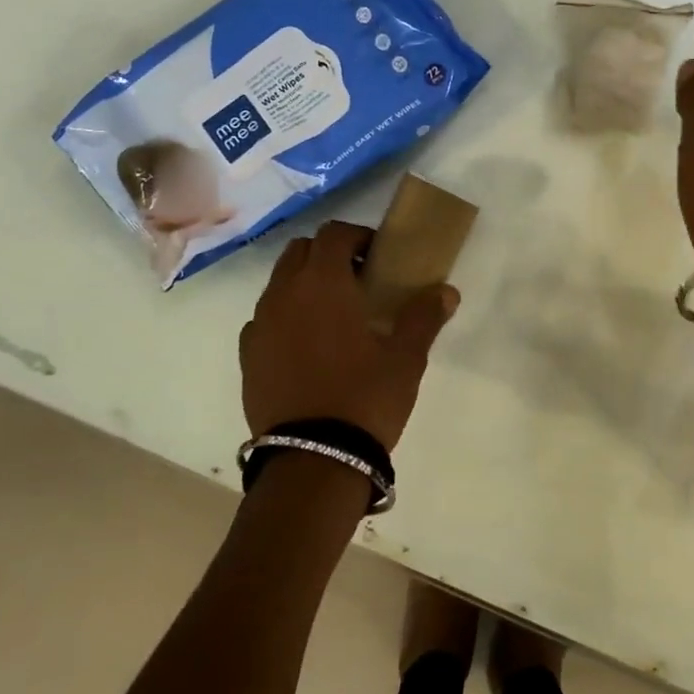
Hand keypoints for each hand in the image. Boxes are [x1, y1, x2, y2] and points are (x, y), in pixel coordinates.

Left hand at [239, 220, 459, 449]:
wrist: (313, 460)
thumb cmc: (365, 398)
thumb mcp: (406, 358)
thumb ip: (424, 316)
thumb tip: (446, 291)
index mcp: (322, 283)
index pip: (334, 234)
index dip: (357, 236)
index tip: (377, 255)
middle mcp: (283, 294)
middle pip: (300, 251)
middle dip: (327, 254)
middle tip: (357, 280)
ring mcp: (260, 325)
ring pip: (279, 283)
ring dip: (304, 284)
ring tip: (333, 315)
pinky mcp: (247, 356)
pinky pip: (265, 319)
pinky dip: (285, 317)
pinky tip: (307, 346)